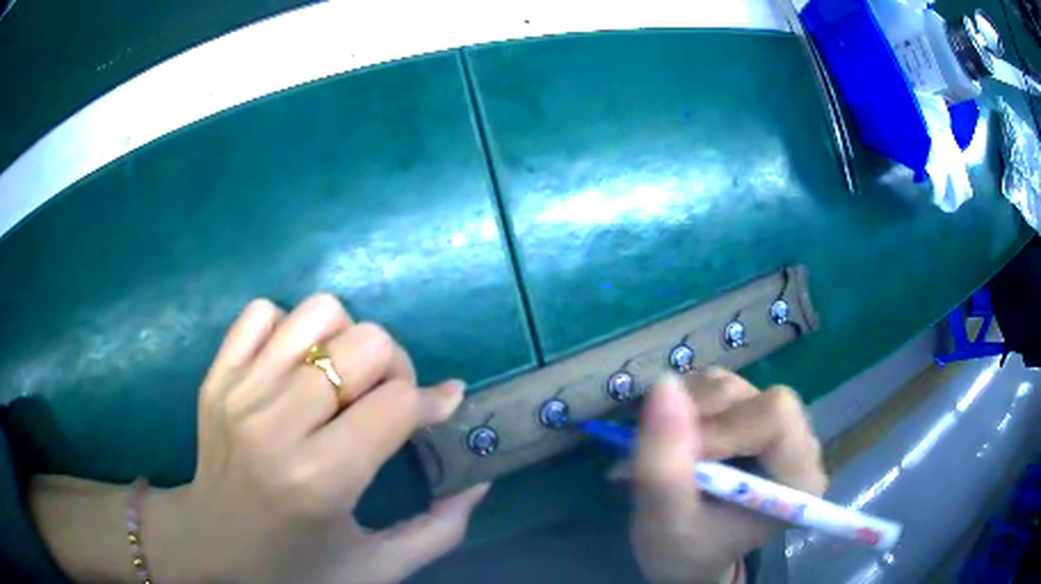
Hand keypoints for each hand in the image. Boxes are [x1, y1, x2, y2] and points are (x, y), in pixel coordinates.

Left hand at [145, 294, 488, 582]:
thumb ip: (439, 530)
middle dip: (395, 368)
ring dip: (345, 340)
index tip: (438, 410)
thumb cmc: (295, 568)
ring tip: (341, 381)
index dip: (431, 402)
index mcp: (319, 480)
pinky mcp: (216, 376)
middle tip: (387, 401)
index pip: (397, 403)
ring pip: (318, 313)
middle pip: (365, 344)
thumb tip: (479, 481)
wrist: (211, 546)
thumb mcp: (376, 568)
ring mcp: (239, 391)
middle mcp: (275, 424)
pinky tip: (293, 369)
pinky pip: (264, 313)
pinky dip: (289, 330)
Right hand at [629, 368, 826, 583]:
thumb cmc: (684, 551)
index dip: (723, 428)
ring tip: (666, 453)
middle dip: (701, 420)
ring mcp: (771, 422)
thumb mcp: (665, 523)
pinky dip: (682, 404)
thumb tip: (664, 387)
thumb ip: (663, 466)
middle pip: (753, 398)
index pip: (776, 418)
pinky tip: (674, 438)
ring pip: (729, 387)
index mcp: (798, 477)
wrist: (687, 555)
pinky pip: (713, 384)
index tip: (683, 459)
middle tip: (667, 455)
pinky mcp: (747, 409)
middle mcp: (796, 441)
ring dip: (685, 412)